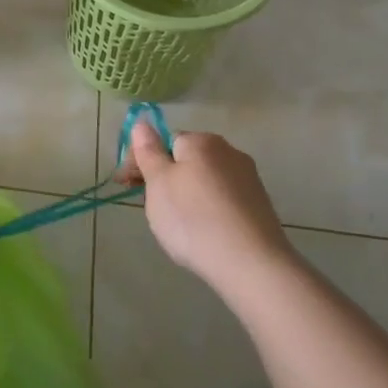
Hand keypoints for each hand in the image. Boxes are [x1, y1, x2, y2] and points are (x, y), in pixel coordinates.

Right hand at [120, 124, 292, 300]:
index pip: (164, 141)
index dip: (143, 162)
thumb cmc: (193, 219)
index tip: (127, 186)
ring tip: (178, 226)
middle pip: (186, 160)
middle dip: (165, 178)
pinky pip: (223, 200)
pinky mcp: (260, 206)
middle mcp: (229, 152)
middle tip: (151, 208)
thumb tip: (142, 122)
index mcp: (201, 141)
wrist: (251, 265)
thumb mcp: (158, 183)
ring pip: (204, 181)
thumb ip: (148, 151)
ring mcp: (248, 179)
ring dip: (187, 194)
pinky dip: (209, 210)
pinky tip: (204, 233)